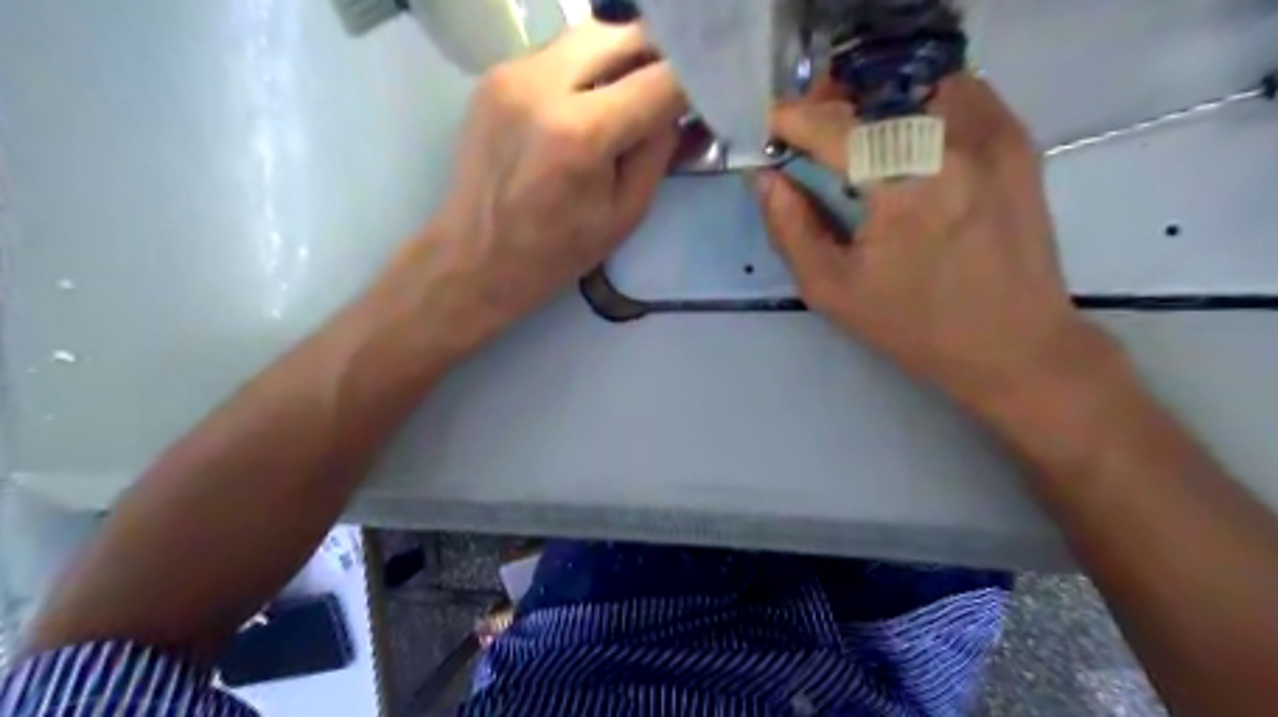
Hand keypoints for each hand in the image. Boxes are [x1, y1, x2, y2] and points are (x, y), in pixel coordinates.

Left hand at [395, 18, 688, 362]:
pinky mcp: (494, 75)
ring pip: (588, 35)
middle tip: (672, 88)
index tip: (709, 93)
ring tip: (633, 95)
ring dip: (621, 58)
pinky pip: (557, 53)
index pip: (660, 79)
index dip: (694, 83)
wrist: (474, 258)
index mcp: (582, 134)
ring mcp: (512, 73)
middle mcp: (543, 86)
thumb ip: (658, 154)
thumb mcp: (624, 215)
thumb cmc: (555, 252)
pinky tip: (590, 103)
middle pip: (622, 34)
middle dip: (658, 56)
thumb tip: (677, 111)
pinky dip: (586, 69)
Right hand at [751, 73, 1104, 420]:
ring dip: (876, 101)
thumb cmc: (913, 326)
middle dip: (831, 103)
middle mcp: (953, 142)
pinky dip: (919, 104)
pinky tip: (904, 143)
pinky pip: (959, 94)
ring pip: (918, 83)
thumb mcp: (831, 289)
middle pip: (876, 89)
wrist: (1013, 345)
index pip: (833, 125)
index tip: (769, 130)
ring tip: (854, 137)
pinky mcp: (1017, 141)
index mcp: (903, 185)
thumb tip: (765, 178)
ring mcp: (993, 135)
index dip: (792, 119)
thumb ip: (789, 228)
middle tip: (807, 134)